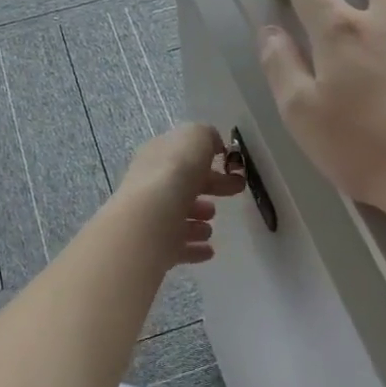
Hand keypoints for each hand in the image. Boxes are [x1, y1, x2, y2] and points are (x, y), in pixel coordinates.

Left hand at [116, 123, 245, 264]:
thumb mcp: (196, 136)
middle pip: (184, 184)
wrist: (151, 218)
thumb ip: (206, 135)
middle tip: (234, 192)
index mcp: (158, 155)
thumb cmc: (175, 171)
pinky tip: (208, 250)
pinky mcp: (156, 245)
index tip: (233, 167)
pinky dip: (194, 248)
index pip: (184, 154)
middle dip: (208, 187)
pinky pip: (178, 246)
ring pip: (178, 216)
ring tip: (212, 225)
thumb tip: (213, 144)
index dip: (208, 157)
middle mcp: (151, 184)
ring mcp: (152, 216)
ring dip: (198, 220)